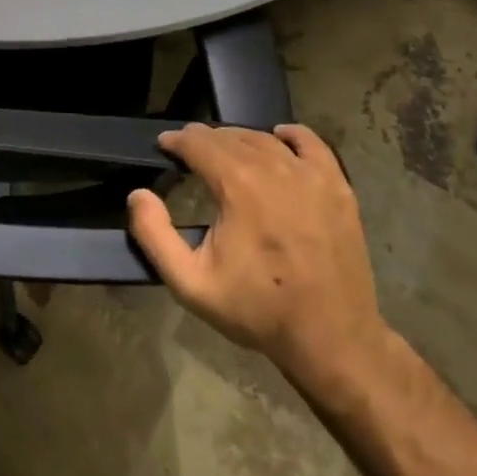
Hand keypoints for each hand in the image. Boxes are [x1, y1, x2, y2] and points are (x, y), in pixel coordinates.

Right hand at [128, 124, 393, 403]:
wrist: (332, 340)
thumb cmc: (258, 310)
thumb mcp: (191, 284)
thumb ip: (154, 236)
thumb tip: (138, 194)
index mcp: (238, 186)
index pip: (199, 143)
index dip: (176, 141)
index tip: (164, 145)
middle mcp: (275, 169)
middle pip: (230, 137)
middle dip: (204, 138)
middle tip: (188, 149)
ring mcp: (311, 176)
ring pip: (265, 139)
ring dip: (239, 138)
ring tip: (223, 150)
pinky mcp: (338, 187)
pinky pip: (312, 144)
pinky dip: (291, 135)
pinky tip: (279, 138)